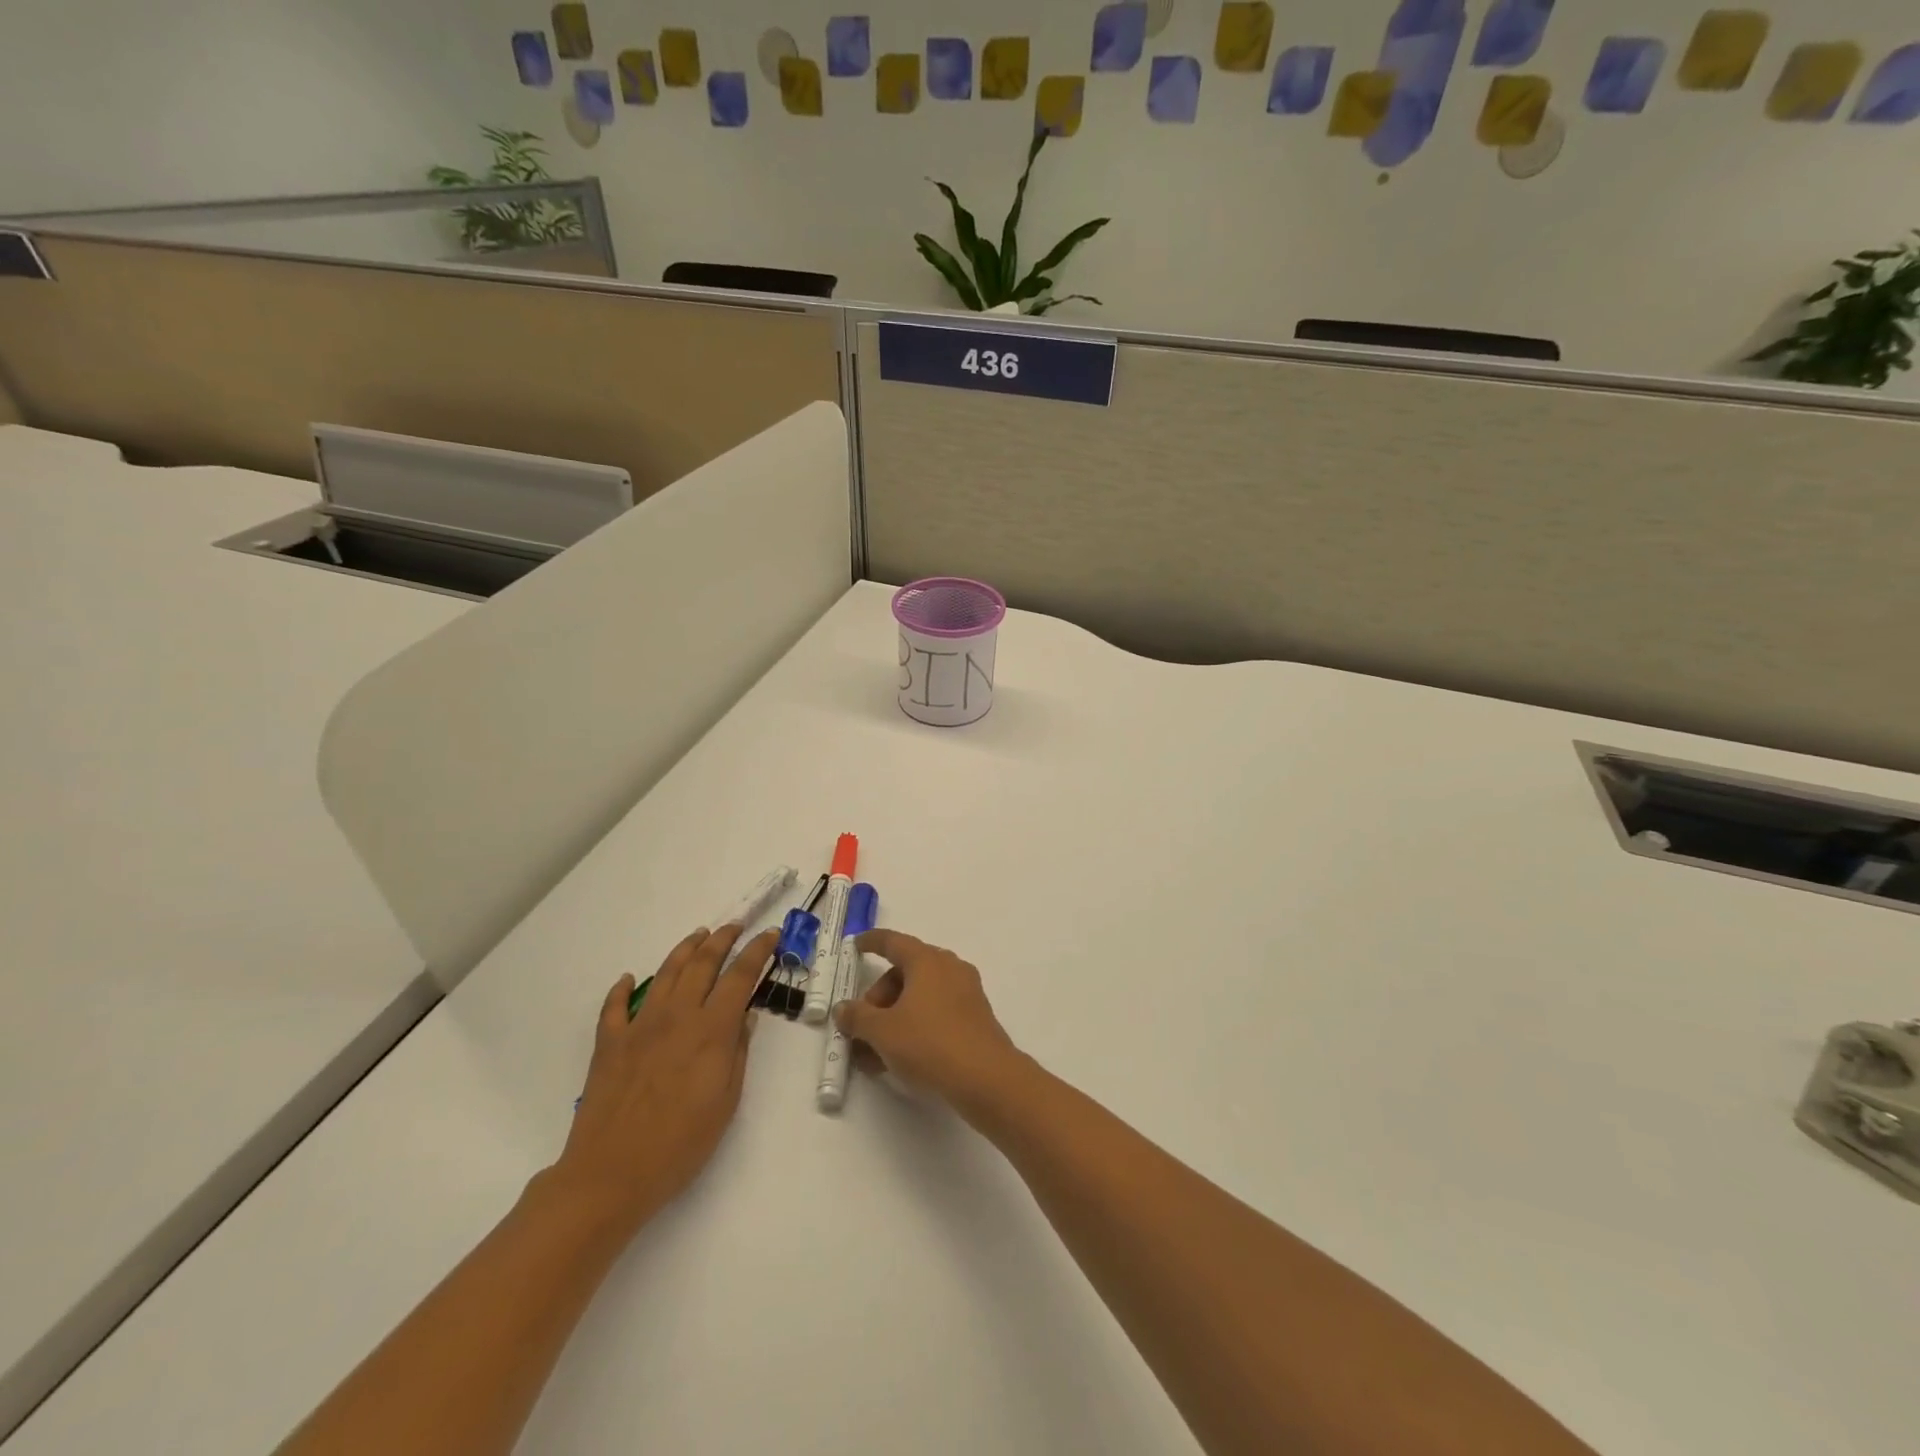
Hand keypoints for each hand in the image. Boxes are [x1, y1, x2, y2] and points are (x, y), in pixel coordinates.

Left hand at [551, 923, 778, 1235]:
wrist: (611, 1174)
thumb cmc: (680, 1144)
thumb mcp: (727, 1102)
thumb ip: (738, 1053)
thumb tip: (745, 1016)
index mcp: (711, 1030)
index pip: (740, 976)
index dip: (757, 951)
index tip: (771, 933)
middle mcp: (677, 1016)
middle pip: (703, 963)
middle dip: (722, 938)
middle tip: (736, 925)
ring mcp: (639, 1026)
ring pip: (665, 973)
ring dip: (685, 949)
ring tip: (698, 935)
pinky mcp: (609, 1043)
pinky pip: (614, 1006)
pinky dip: (622, 988)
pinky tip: (628, 978)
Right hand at [836, 929, 1023, 1111]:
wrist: (986, 1077)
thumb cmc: (929, 1043)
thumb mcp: (883, 1032)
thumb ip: (858, 1017)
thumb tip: (843, 1008)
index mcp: (927, 960)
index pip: (893, 942)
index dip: (872, 942)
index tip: (856, 944)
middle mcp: (949, 968)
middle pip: (905, 972)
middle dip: (879, 997)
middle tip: (861, 1026)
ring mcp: (966, 992)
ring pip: (920, 995)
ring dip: (894, 1016)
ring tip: (874, 1052)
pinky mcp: (975, 1017)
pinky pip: (936, 1011)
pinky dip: (915, 1025)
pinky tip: (899, 1057)